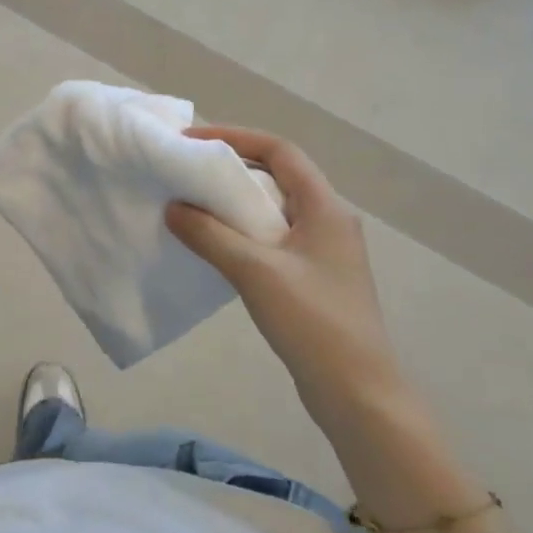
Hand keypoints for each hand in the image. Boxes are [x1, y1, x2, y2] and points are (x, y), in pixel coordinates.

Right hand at [165, 125, 404, 428]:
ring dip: (235, 202)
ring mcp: (323, 251)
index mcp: (326, 207)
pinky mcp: (313, 278)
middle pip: (277, 176)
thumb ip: (210, 235)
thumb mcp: (256, 272)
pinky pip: (272, 238)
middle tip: (187, 170)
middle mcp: (329, 220)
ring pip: (273, 209)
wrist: (359, 394)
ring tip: (193, 203)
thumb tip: (174, 207)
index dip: (236, 137)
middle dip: (231, 167)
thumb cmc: (313, 323)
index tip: (193, 140)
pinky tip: (215, 245)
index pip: (280, 151)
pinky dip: (242, 231)